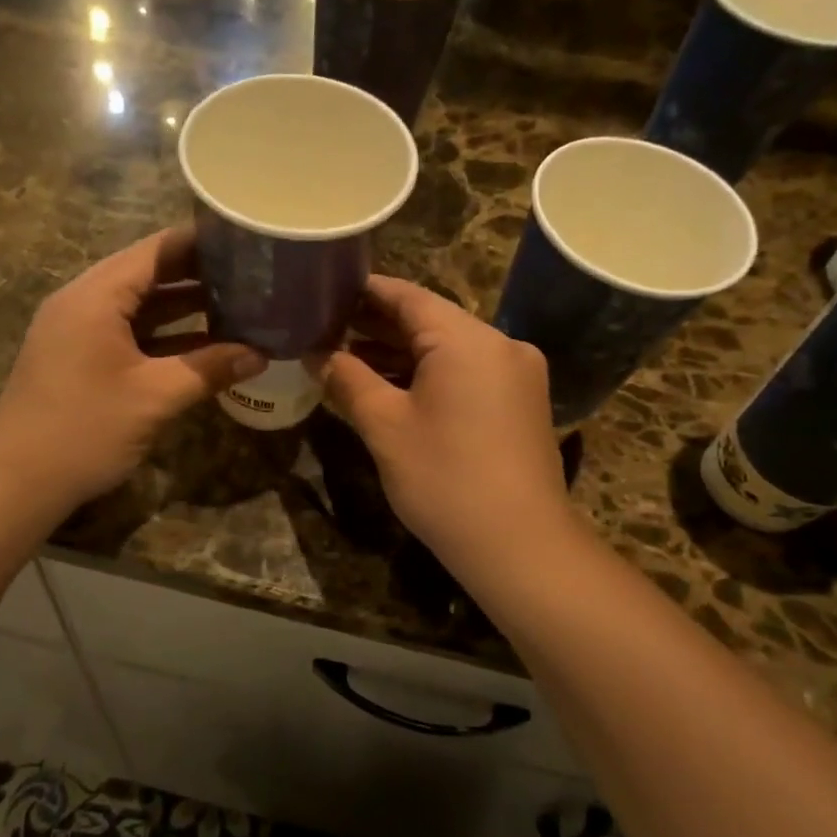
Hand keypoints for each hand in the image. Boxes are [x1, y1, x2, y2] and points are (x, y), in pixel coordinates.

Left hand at [0, 228, 264, 511]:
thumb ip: (209, 369)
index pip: (157, 250)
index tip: (247, 241)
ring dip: (183, 308)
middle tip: (252, 276)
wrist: (15, 482)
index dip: (202, 242)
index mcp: (96, 296)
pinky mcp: (78, 357)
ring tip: (238, 306)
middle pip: (148, 274)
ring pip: (139, 306)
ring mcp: (77, 330)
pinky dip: (163, 335)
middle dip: (199, 276)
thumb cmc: (85, 430)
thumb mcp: (154, 398)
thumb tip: (260, 354)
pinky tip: (202, 346)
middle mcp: (83, 302)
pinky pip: (127, 332)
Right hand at [318, 277, 572, 574]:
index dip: (364, 291)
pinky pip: (465, 374)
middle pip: (429, 321)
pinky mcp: (519, 404)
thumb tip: (315, 353)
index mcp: (468, 339)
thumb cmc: (444, 479)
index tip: (325, 290)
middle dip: (376, 325)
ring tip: (345, 356)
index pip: (408, 296)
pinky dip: (427, 375)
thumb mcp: (385, 426)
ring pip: (447, 349)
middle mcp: (499, 345)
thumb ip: (347, 379)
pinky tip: (388, 386)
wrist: (520, 547)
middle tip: (324, 326)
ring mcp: (515, 375)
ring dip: (399, 353)